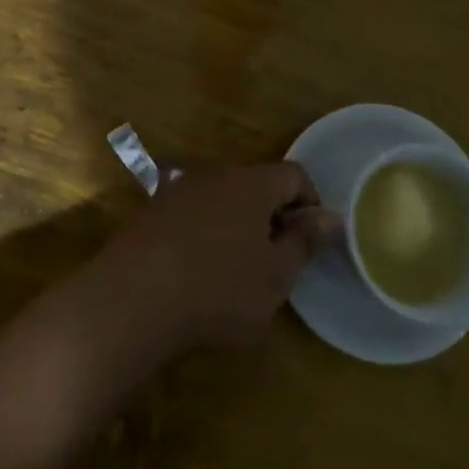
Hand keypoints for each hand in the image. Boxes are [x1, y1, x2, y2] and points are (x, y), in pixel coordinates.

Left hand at [90, 163, 341, 353]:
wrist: (136, 295)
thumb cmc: (219, 288)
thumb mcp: (276, 276)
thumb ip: (305, 242)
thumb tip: (332, 217)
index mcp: (252, 183)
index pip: (294, 174)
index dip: (310, 205)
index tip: (307, 244)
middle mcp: (216, 173)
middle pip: (257, 184)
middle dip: (272, 216)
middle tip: (274, 262)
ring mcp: (180, 187)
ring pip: (224, 197)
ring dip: (237, 224)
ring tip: (235, 270)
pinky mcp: (154, 208)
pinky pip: (194, 211)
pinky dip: (206, 232)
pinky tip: (198, 270)